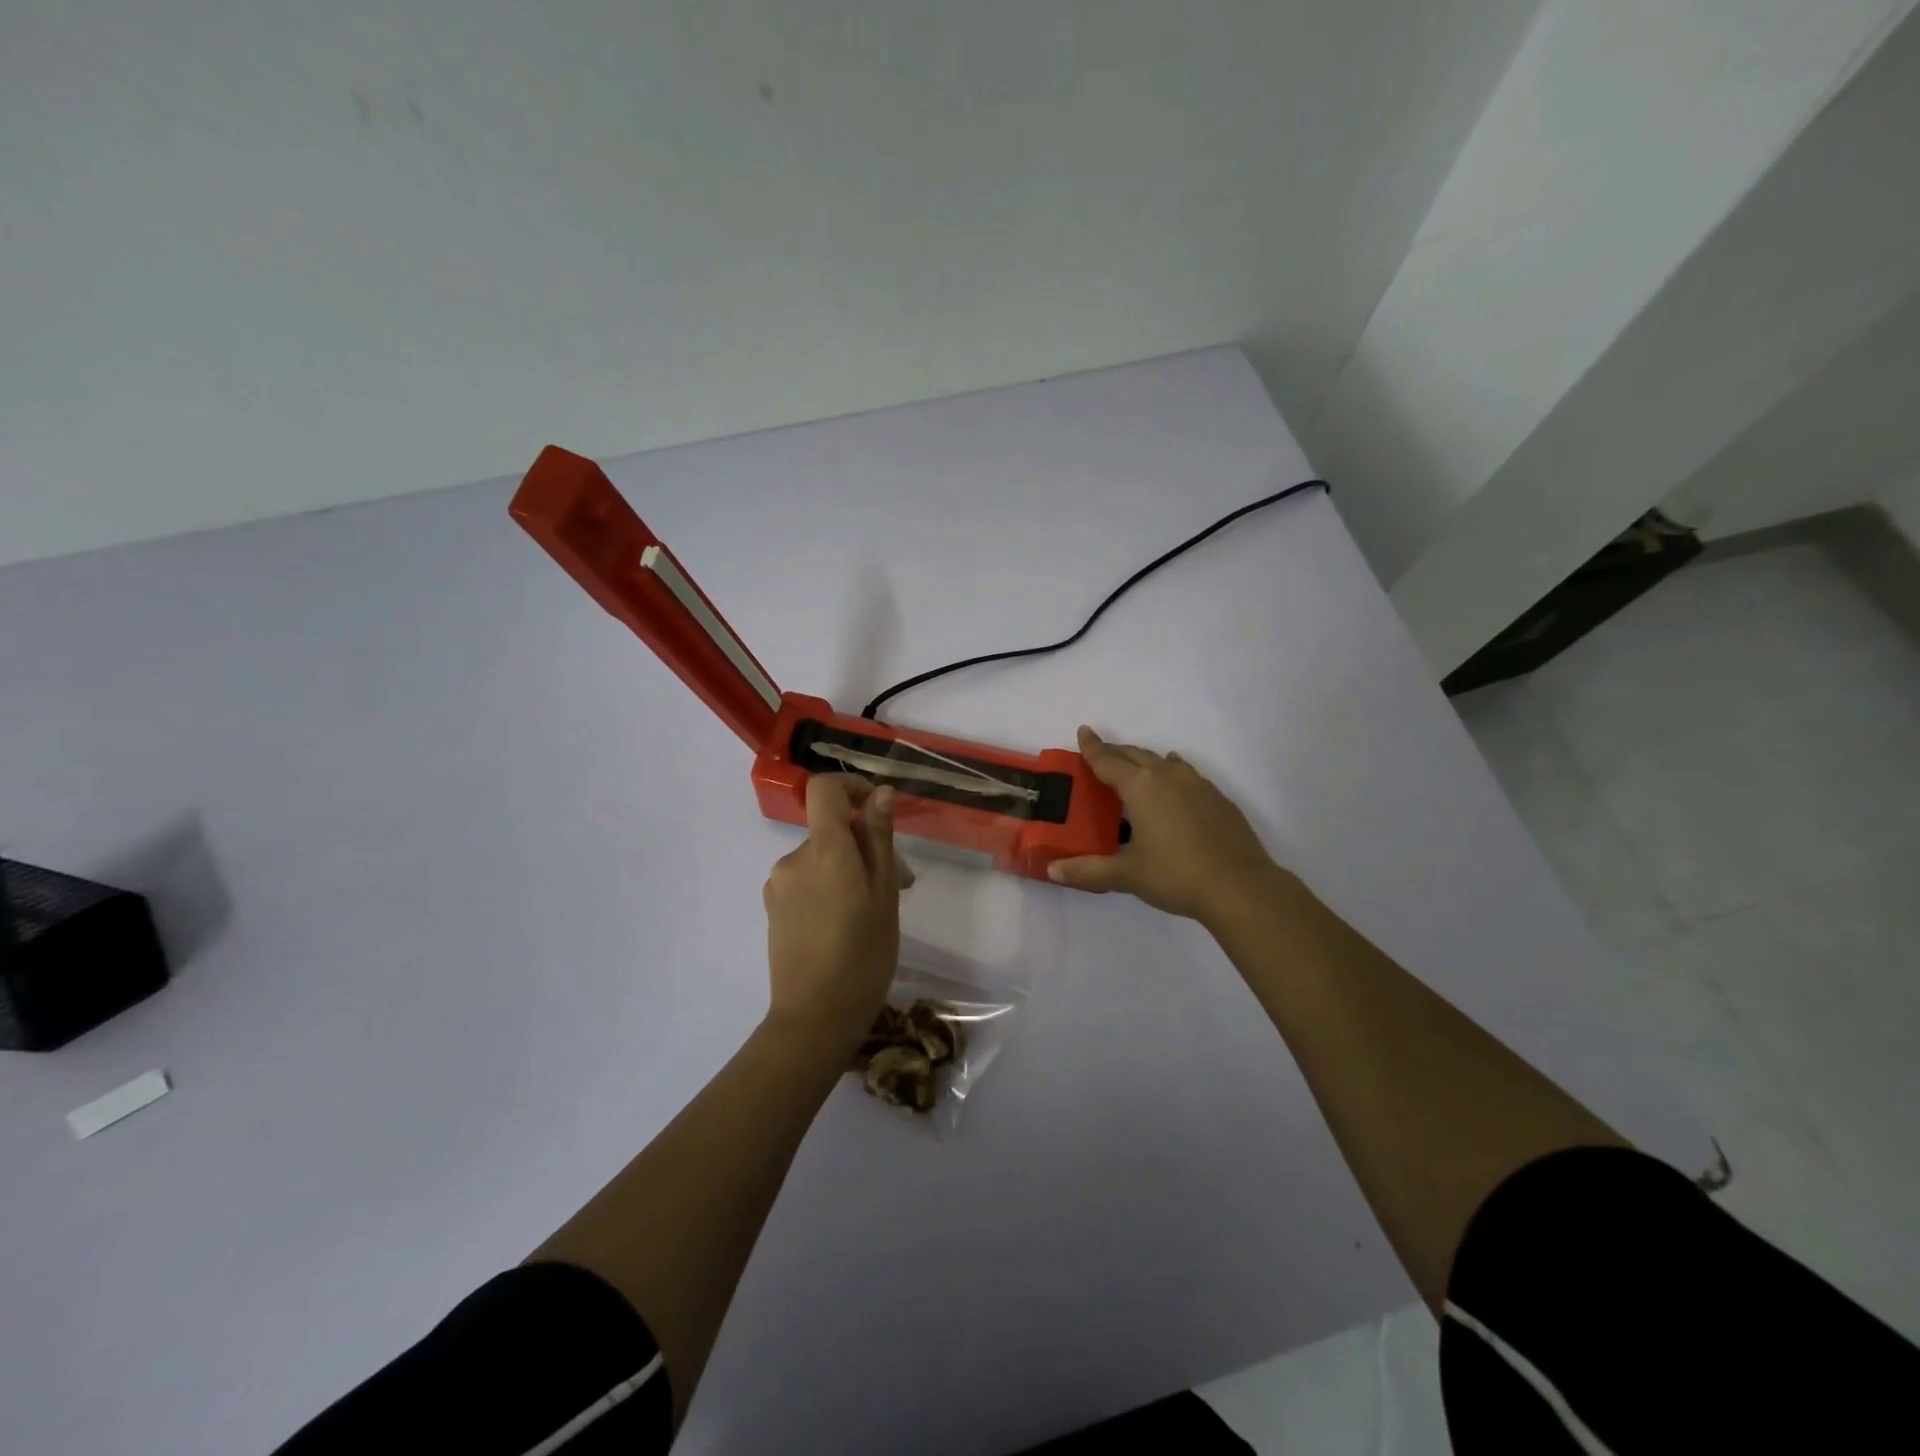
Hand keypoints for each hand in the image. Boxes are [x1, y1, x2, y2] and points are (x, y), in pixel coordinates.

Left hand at [763, 774, 902, 1045]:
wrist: (814, 1018)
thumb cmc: (863, 955)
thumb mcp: (883, 894)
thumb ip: (879, 838)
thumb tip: (881, 793)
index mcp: (824, 849)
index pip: (824, 788)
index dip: (851, 785)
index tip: (876, 806)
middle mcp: (794, 858)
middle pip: (831, 830)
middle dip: (866, 845)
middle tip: (901, 883)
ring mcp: (779, 885)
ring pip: (822, 858)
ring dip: (850, 869)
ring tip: (877, 909)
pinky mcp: (773, 908)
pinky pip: (807, 881)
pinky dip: (831, 887)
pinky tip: (849, 924)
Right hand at [1048, 726, 1283, 923]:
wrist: (1240, 886)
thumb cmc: (1176, 875)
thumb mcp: (1127, 875)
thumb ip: (1088, 870)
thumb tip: (1053, 870)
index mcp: (1140, 787)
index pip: (1108, 760)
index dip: (1092, 747)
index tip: (1083, 731)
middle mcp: (1167, 776)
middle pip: (1134, 755)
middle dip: (1115, 751)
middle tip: (1100, 751)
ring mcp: (1196, 784)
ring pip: (1162, 762)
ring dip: (1144, 760)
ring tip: (1134, 765)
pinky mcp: (1217, 798)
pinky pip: (1186, 774)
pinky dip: (1171, 772)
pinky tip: (1175, 782)